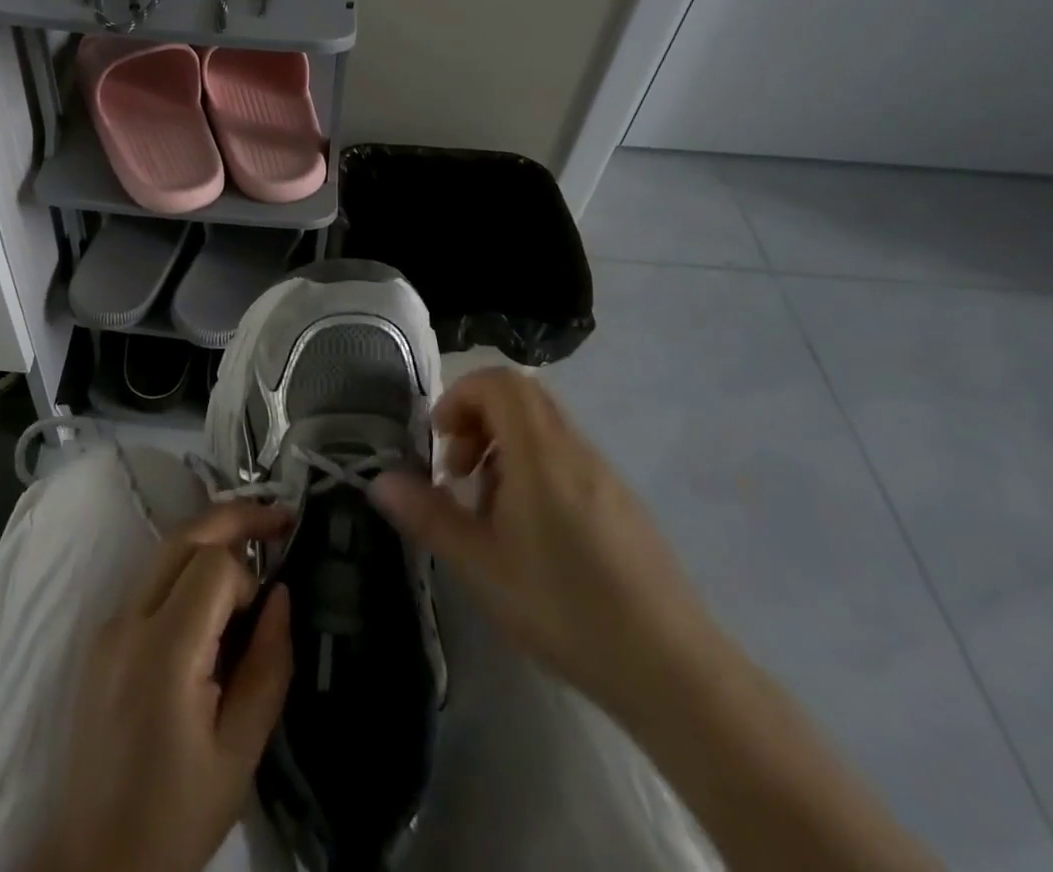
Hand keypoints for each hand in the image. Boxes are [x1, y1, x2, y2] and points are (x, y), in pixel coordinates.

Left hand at [29, 501, 293, 871]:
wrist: (97, 859)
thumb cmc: (176, 814)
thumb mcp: (240, 752)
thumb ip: (268, 666)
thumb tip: (281, 594)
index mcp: (163, 650)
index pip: (212, 565)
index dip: (248, 577)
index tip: (263, 616)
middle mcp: (128, 620)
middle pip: (182, 536)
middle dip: (233, 518)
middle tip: (278, 520)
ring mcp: (109, 624)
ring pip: (163, 552)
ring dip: (209, 540)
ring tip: (251, 553)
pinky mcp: (102, 637)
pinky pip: (149, 581)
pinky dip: (185, 570)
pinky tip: (211, 600)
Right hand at [370, 367, 713, 715]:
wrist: (674, 671)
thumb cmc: (566, 608)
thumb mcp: (481, 566)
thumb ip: (427, 516)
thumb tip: (378, 481)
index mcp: (541, 452)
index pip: (499, 381)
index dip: (460, 396)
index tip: (441, 442)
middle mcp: (576, 449)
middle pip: (521, 397)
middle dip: (477, 420)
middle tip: (459, 471)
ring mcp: (605, 475)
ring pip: (544, 428)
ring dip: (503, 448)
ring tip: (488, 509)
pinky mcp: (622, 503)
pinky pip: (566, 458)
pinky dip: (533, 469)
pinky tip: (529, 533)